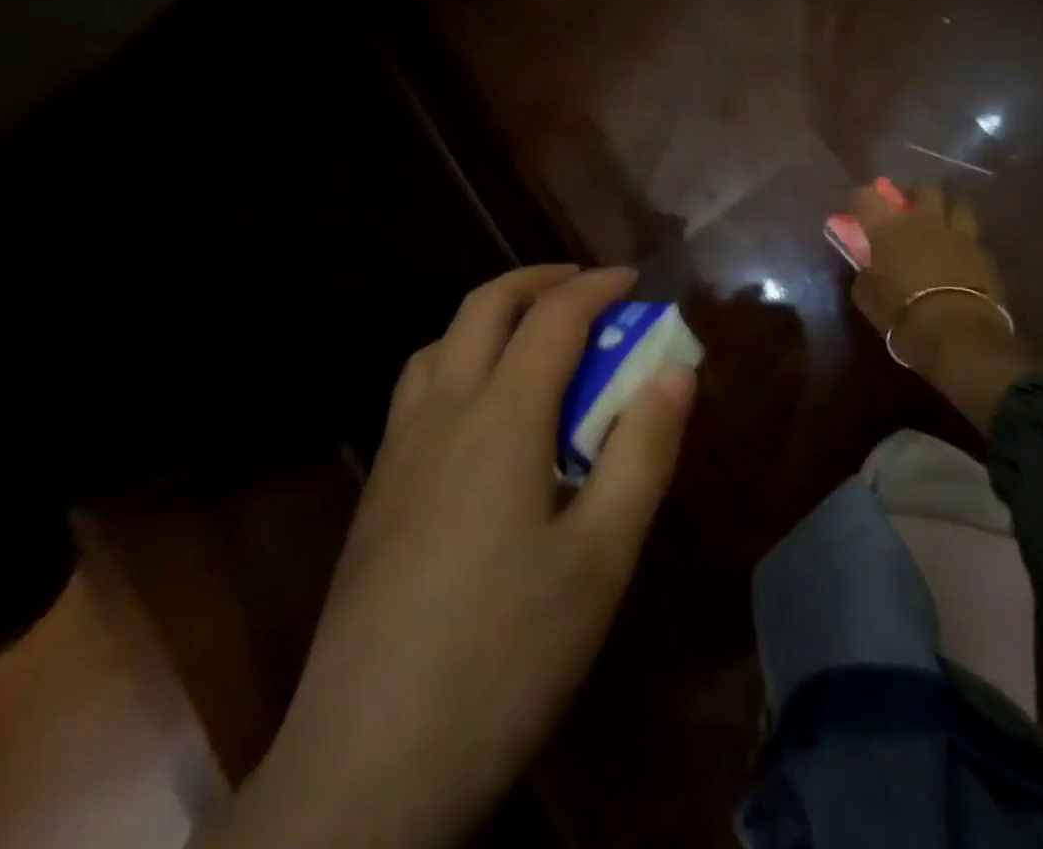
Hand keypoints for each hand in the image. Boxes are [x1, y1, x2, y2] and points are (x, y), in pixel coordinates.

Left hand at [223, 265, 693, 848]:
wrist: (366, 763)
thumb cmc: (505, 654)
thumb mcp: (601, 557)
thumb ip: (643, 452)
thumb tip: (676, 370)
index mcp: (502, 417)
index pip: (554, 318)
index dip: (598, 288)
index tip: (634, 280)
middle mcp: (443, 411)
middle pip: (484, 307)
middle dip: (538, 281)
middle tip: (584, 289)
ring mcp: (399, 449)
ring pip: (441, 342)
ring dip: (491, 317)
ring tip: (532, 340)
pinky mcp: (377, 490)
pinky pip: (418, 388)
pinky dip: (459, 359)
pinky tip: (480, 415)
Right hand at [850, 183, 1027, 431]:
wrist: (958, 335)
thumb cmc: (902, 315)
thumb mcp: (867, 297)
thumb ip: (867, 272)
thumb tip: (870, 266)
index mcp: (889, 227)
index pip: (867, 195)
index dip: (861, 199)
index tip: (859, 210)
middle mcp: (925, 221)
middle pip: (924, 188)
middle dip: (916, 195)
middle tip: (910, 211)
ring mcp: (961, 235)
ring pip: (959, 205)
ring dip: (948, 212)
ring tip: (942, 227)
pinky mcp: (986, 255)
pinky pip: (975, 238)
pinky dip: (966, 243)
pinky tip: (962, 257)